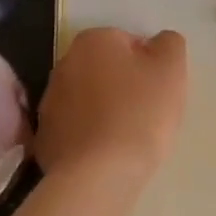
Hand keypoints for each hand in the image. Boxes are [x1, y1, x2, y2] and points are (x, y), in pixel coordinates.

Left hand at [37, 28, 188, 193]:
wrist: (99, 175)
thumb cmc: (140, 113)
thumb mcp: (171, 69)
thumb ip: (168, 43)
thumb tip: (158, 42)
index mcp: (93, 40)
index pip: (129, 43)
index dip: (149, 66)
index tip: (159, 92)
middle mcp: (64, 63)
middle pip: (105, 69)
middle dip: (124, 85)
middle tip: (146, 113)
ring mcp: (49, 101)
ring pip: (88, 98)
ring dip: (105, 110)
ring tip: (126, 137)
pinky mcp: (44, 137)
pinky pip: (75, 128)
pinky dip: (88, 136)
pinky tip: (105, 155)